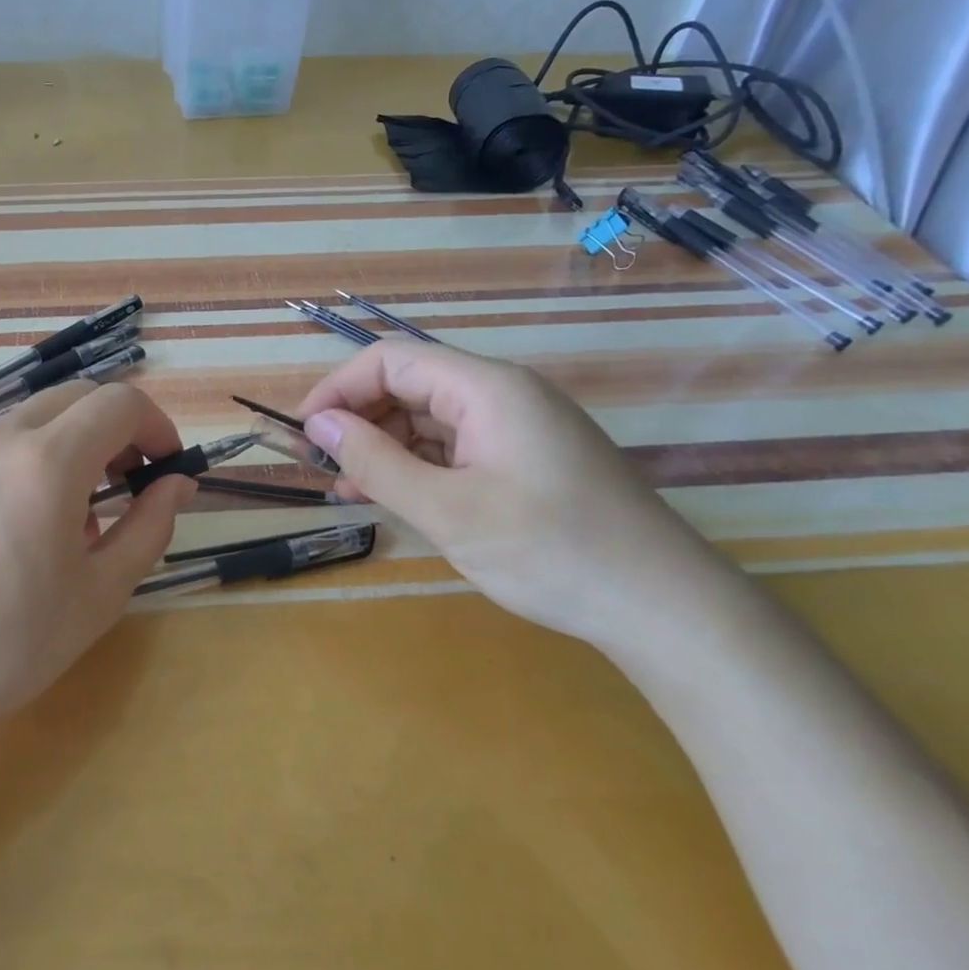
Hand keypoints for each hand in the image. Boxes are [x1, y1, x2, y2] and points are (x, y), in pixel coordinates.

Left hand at [0, 381, 196, 750]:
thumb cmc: (11, 643)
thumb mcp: (101, 592)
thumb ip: (149, 527)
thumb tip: (178, 484)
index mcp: (48, 460)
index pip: (119, 403)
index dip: (156, 427)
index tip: (167, 470)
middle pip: (75, 398)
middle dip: (116, 429)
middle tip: (130, 483)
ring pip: (33, 420)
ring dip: (72, 445)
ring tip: (76, 516)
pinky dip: (30, 462)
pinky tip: (22, 528)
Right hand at [296, 339, 746, 650]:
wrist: (664, 608)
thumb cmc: (551, 552)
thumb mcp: (448, 511)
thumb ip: (376, 462)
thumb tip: (318, 425)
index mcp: (487, 389)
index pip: (391, 361)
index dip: (339, 389)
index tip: (304, 434)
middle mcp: (502, 395)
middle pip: (410, 385)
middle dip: (358, 420)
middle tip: (321, 467)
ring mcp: (518, 428)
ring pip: (429, 419)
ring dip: (383, 447)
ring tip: (347, 488)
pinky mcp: (526, 459)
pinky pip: (456, 447)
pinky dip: (417, 466)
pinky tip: (392, 495)